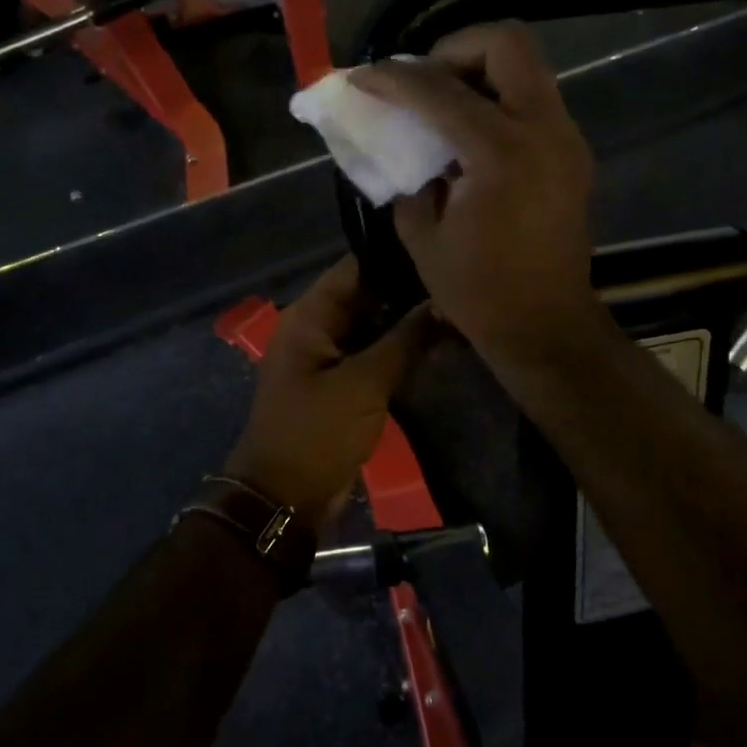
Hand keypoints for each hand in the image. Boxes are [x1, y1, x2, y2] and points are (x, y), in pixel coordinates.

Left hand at [224, 257, 437, 528]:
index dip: (396, 256)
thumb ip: (405, 340)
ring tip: (458, 302)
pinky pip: (373, 354)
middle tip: (460, 277)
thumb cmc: (316, 434)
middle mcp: (317, 328)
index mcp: (309, 316)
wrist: (285, 499)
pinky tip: (439, 340)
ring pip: (374, 326)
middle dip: (409, 290)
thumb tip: (443, 303)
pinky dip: (400, 348)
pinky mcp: (342, 383)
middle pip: (367, 295)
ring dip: (407, 321)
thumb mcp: (363, 385)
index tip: (441, 246)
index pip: (355, 268)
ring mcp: (329, 356)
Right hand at [349, 23, 602, 368]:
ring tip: (443, 105)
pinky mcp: (572, 153)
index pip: (440, 92)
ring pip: (526, 67)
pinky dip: (498, 99)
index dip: (394, 79)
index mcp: (501, 154)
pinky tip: (470, 135)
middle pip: (507, 44)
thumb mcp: (422, 236)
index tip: (364, 77)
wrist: (547, 326)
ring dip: (480, 71)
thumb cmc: (479, 292)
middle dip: (455, 49)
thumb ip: (408, 177)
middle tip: (424, 80)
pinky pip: (534, 100)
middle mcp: (543, 131)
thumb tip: (406, 145)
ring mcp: (566, 139)